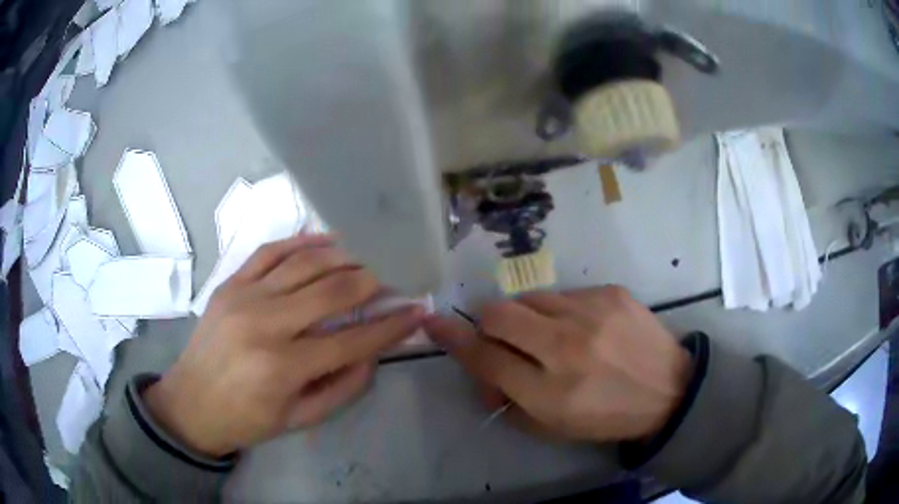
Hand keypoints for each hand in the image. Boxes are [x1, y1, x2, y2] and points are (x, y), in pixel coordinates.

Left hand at [144, 235, 424, 456]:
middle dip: (373, 281)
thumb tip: (373, 352)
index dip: (390, 326)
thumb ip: (342, 388)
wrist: (190, 404)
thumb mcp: (299, 419)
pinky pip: (269, 251)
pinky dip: (300, 241)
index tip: (417, 311)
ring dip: (343, 256)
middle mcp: (265, 324)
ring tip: (368, 255)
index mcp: (283, 367)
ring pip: (304, 264)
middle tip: (396, 275)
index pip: (352, 339)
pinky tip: (325, 240)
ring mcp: (244, 297)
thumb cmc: (246, 419)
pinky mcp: (230, 283)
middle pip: (332, 291)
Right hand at [425, 286, 691, 442]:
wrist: (669, 389)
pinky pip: (564, 294)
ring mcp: (591, 313)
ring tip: (551, 335)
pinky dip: (560, 311)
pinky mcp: (611, 292)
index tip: (434, 323)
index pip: (485, 358)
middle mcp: (566, 347)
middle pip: (498, 315)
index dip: (453, 339)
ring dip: (527, 317)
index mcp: (550, 391)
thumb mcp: (553, 427)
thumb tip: (486, 369)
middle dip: (488, 325)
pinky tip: (584, 328)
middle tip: (505, 339)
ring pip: (529, 298)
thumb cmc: (608, 416)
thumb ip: (509, 400)